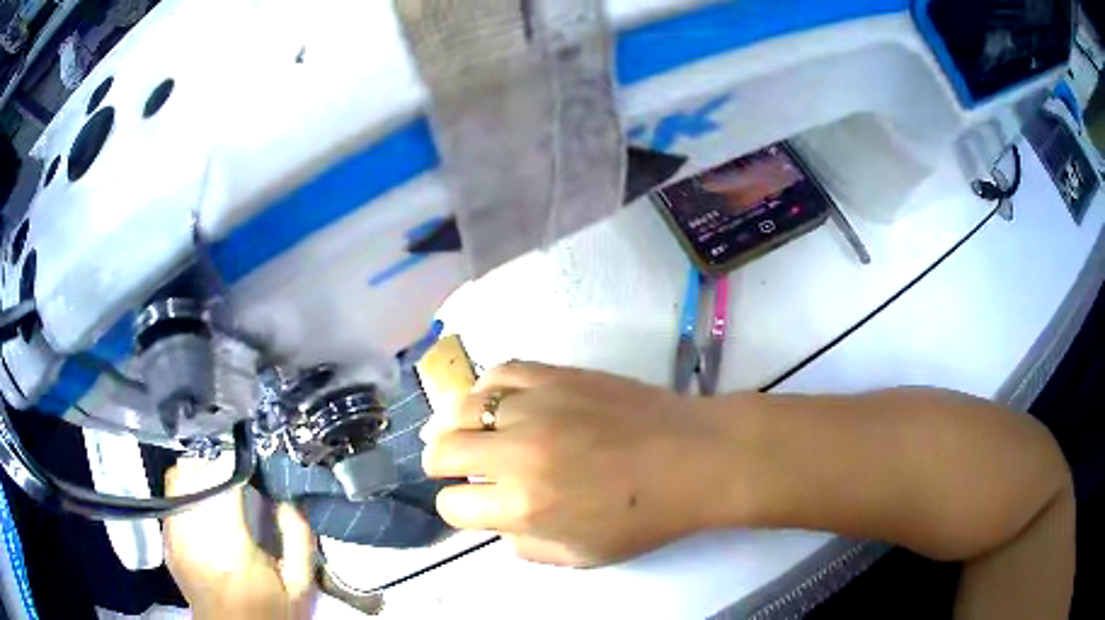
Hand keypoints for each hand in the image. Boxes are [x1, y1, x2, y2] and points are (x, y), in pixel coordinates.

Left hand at [164, 457, 315, 618]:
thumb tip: (286, 498)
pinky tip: (202, 500)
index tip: (253, 461)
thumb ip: (299, 540)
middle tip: (238, 471)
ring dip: (199, 471)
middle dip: (217, 462)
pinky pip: (170, 495)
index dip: (237, 461)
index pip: (221, 479)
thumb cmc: (267, 613)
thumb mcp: (299, 587)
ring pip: (178, 475)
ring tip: (219, 482)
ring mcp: (173, 535)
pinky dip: (186, 487)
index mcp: (229, 546)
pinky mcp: (166, 539)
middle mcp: (192, 534)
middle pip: (194, 469)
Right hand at [422, 362, 740, 567]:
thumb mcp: (581, 556)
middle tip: (453, 466)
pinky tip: (493, 401)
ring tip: (463, 431)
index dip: (457, 508)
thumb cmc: (644, 516)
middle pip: (443, 450)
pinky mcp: (554, 375)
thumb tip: (499, 522)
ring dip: (454, 425)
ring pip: (461, 408)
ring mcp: (535, 406)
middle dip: (440, 464)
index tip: (472, 505)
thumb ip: (526, 545)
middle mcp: (517, 453)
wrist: (693, 457)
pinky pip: (499, 373)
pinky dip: (486, 389)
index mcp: (523, 505)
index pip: (453, 505)